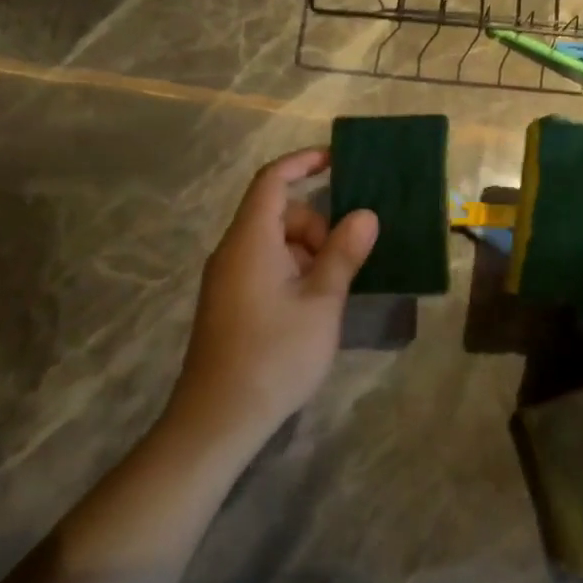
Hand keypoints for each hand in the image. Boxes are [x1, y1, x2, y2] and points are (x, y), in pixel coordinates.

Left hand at [165, 148, 378, 444]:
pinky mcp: (230, 303)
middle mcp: (234, 251)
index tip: (338, 160)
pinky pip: (266, 266)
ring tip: (332, 292)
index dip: (303, 162)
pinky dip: (295, 270)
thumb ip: (344, 253)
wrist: (217, 423)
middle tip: (344, 261)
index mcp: (251, 240)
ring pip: (275, 242)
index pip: (273, 181)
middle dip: (318, 225)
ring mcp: (229, 279)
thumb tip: (365, 215)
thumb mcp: (322, 302)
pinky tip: (313, 306)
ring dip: (309, 252)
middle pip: (280, 213)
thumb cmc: (274, 355)